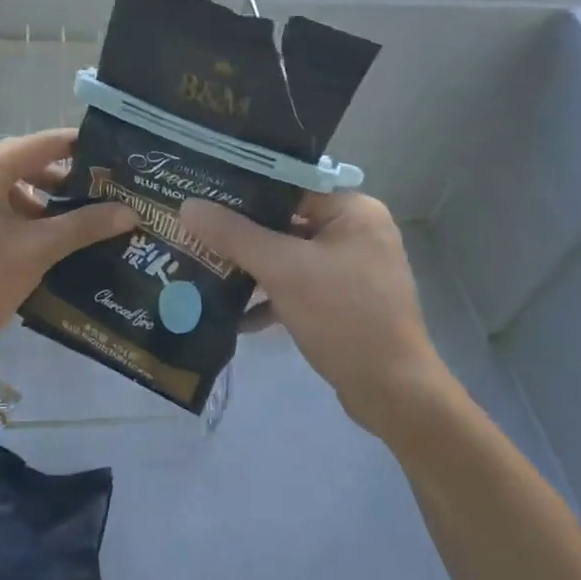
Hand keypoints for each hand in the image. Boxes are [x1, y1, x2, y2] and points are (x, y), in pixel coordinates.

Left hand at [0, 129, 135, 366]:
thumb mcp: (37, 251)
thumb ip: (83, 226)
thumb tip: (128, 212)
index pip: (41, 144)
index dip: (79, 147)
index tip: (112, 157)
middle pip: (22, 164)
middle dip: (62, 178)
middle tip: (100, 192)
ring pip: (5, 190)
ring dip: (39, 202)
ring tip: (73, 223)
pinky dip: (16, 218)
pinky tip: (38, 245)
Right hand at [180, 192, 449, 434]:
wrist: (392, 392)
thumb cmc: (343, 317)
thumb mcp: (283, 271)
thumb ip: (235, 235)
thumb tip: (188, 206)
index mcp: (353, 211)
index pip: (288, 187)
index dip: (242, 191)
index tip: (199, 194)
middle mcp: (355, 232)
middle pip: (285, 222)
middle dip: (240, 235)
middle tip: (194, 233)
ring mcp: (350, 269)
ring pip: (288, 257)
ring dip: (250, 270)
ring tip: (204, 270)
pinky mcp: (342, 301)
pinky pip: (297, 287)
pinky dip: (269, 298)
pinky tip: (235, 316)